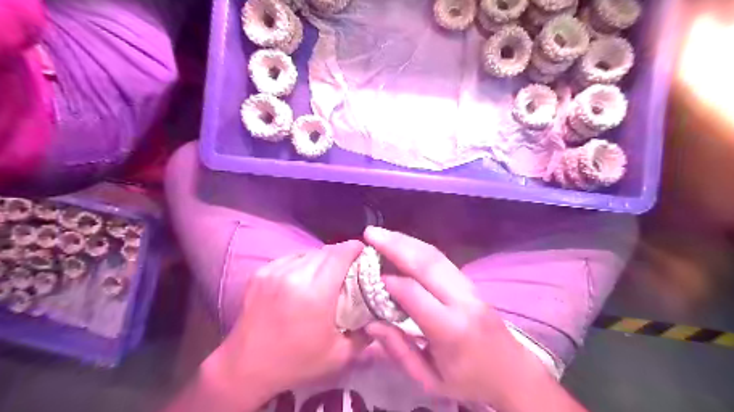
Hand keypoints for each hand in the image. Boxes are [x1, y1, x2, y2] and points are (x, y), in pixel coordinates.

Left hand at [204, 241, 366, 402]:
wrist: (245, 366)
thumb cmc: (295, 362)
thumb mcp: (338, 355)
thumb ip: (364, 335)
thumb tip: (378, 317)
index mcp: (316, 293)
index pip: (340, 255)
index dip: (354, 248)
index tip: (363, 251)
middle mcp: (295, 275)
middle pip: (325, 252)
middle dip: (340, 254)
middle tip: (348, 267)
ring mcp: (275, 272)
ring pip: (308, 253)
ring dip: (321, 259)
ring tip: (325, 273)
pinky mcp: (261, 273)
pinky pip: (290, 258)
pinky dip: (302, 262)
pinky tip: (303, 276)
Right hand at [364, 226, 562, 409]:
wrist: (513, 372)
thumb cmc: (469, 381)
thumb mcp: (430, 380)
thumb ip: (399, 351)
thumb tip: (370, 324)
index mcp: (451, 330)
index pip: (415, 294)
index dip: (390, 282)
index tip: (370, 276)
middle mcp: (462, 301)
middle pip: (426, 264)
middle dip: (395, 245)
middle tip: (370, 234)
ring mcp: (470, 288)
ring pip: (435, 256)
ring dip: (406, 241)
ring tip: (382, 233)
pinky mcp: (471, 283)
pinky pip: (442, 260)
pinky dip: (419, 248)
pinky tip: (403, 243)